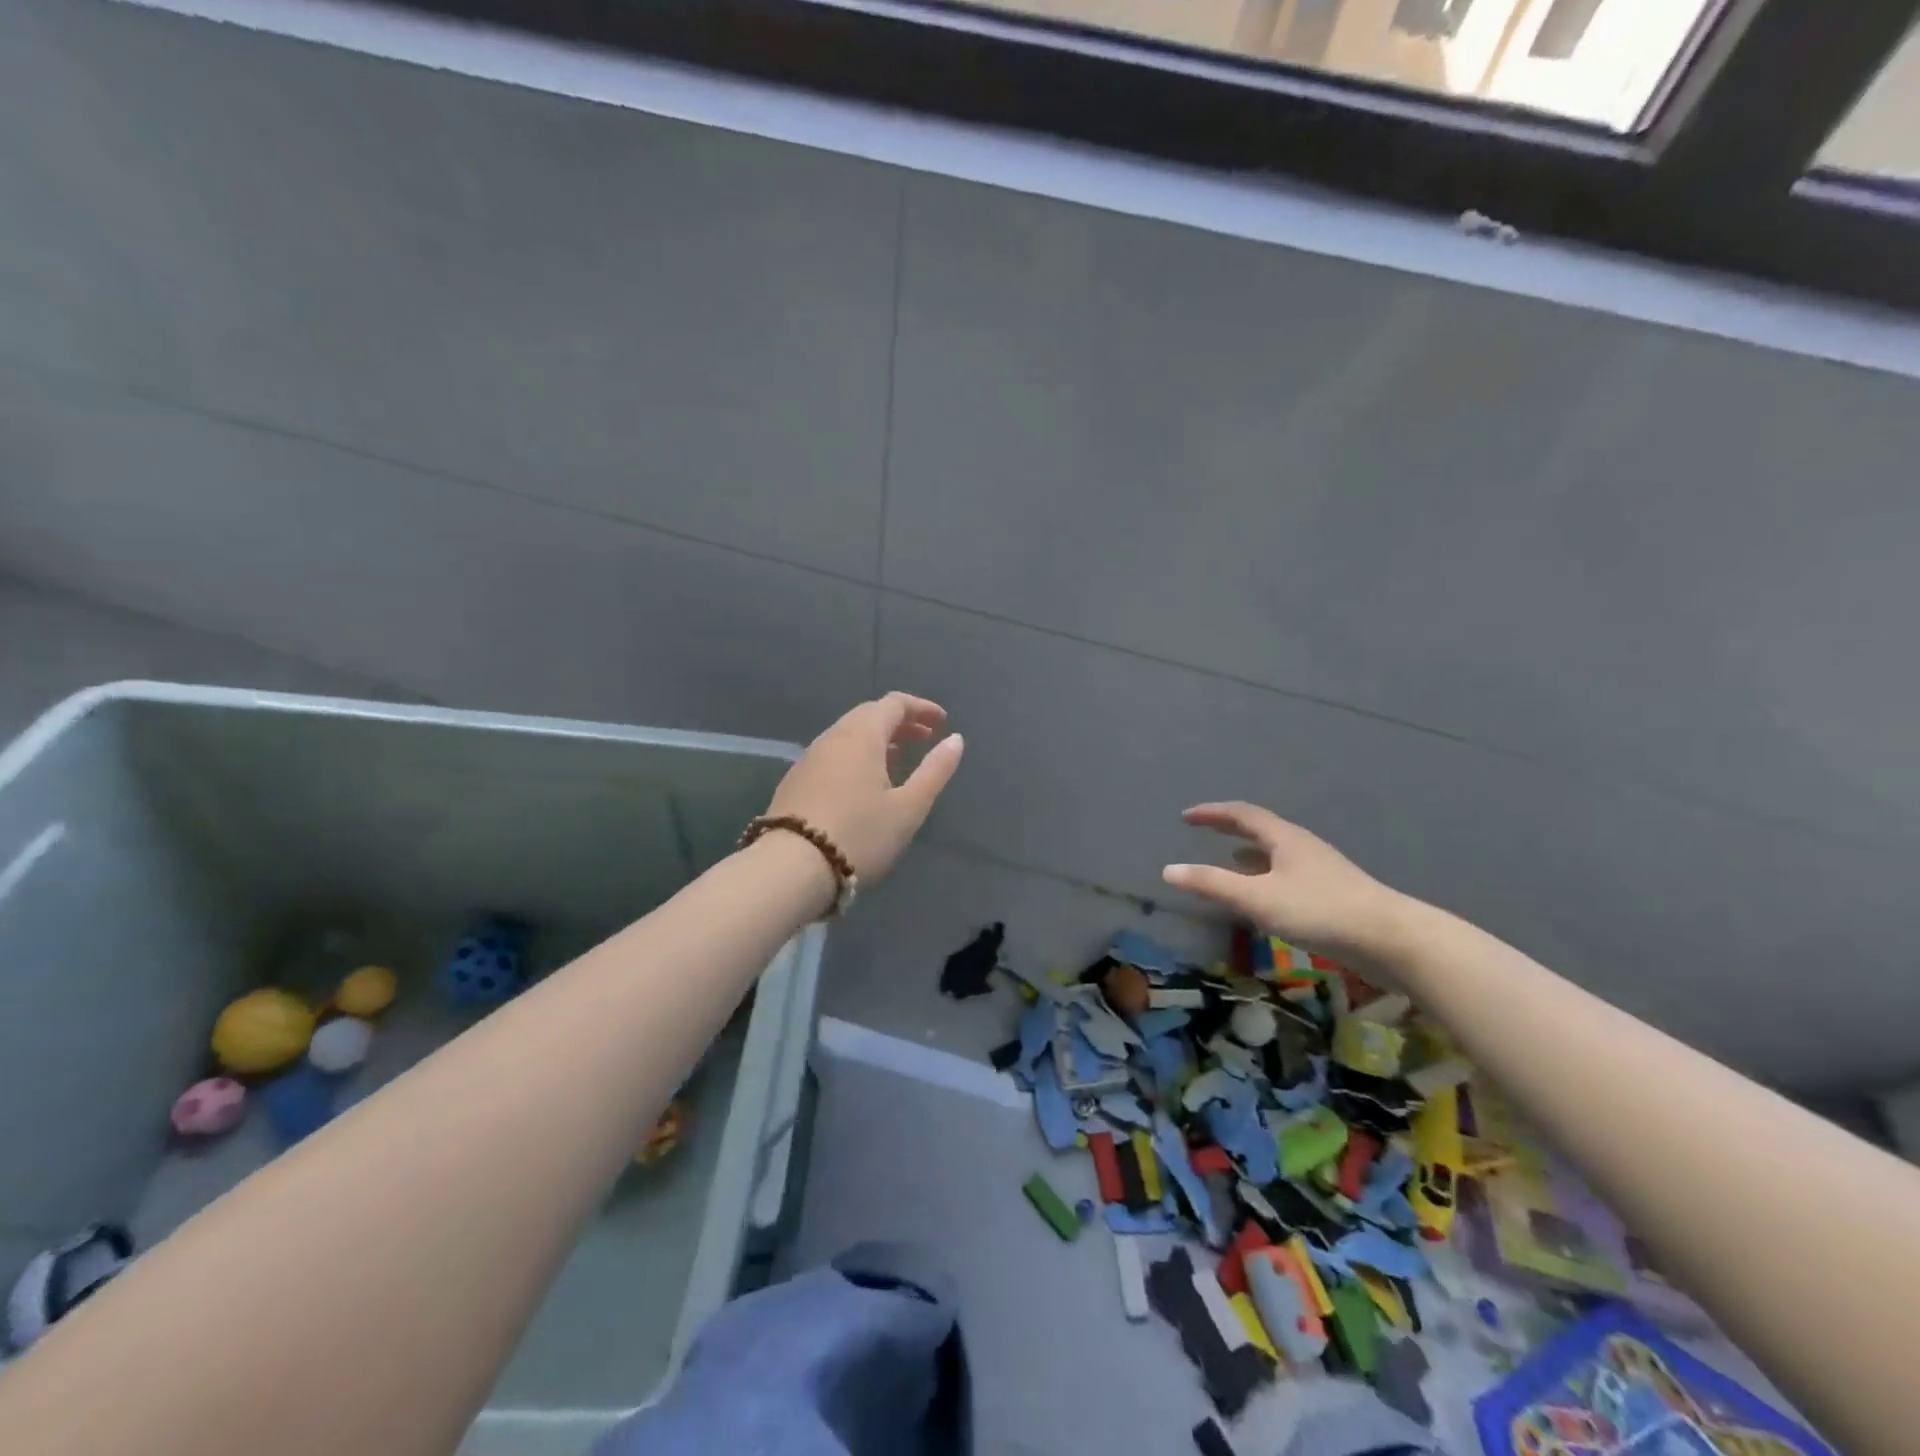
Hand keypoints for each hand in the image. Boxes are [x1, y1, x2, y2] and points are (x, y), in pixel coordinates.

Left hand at [765, 693, 964, 884]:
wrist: (791, 868)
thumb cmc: (860, 835)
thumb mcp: (908, 807)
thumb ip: (935, 770)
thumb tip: (956, 739)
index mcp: (861, 735)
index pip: (894, 704)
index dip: (921, 708)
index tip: (942, 723)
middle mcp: (832, 737)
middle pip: (869, 715)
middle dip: (900, 722)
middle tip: (925, 739)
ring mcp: (809, 758)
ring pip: (849, 735)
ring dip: (878, 740)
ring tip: (899, 760)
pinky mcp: (796, 780)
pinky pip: (834, 754)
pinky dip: (857, 755)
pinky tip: (865, 783)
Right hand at [1162, 802, 1404, 958]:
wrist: (1391, 939)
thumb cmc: (1320, 911)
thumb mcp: (1258, 899)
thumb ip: (1213, 885)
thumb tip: (1169, 870)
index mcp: (1284, 838)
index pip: (1241, 814)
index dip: (1212, 813)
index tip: (1186, 816)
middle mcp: (1302, 846)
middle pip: (1261, 829)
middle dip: (1229, 829)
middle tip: (1203, 831)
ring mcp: (1319, 869)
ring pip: (1275, 853)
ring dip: (1248, 853)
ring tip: (1228, 861)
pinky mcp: (1330, 893)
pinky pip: (1287, 873)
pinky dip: (1265, 876)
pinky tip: (1264, 896)